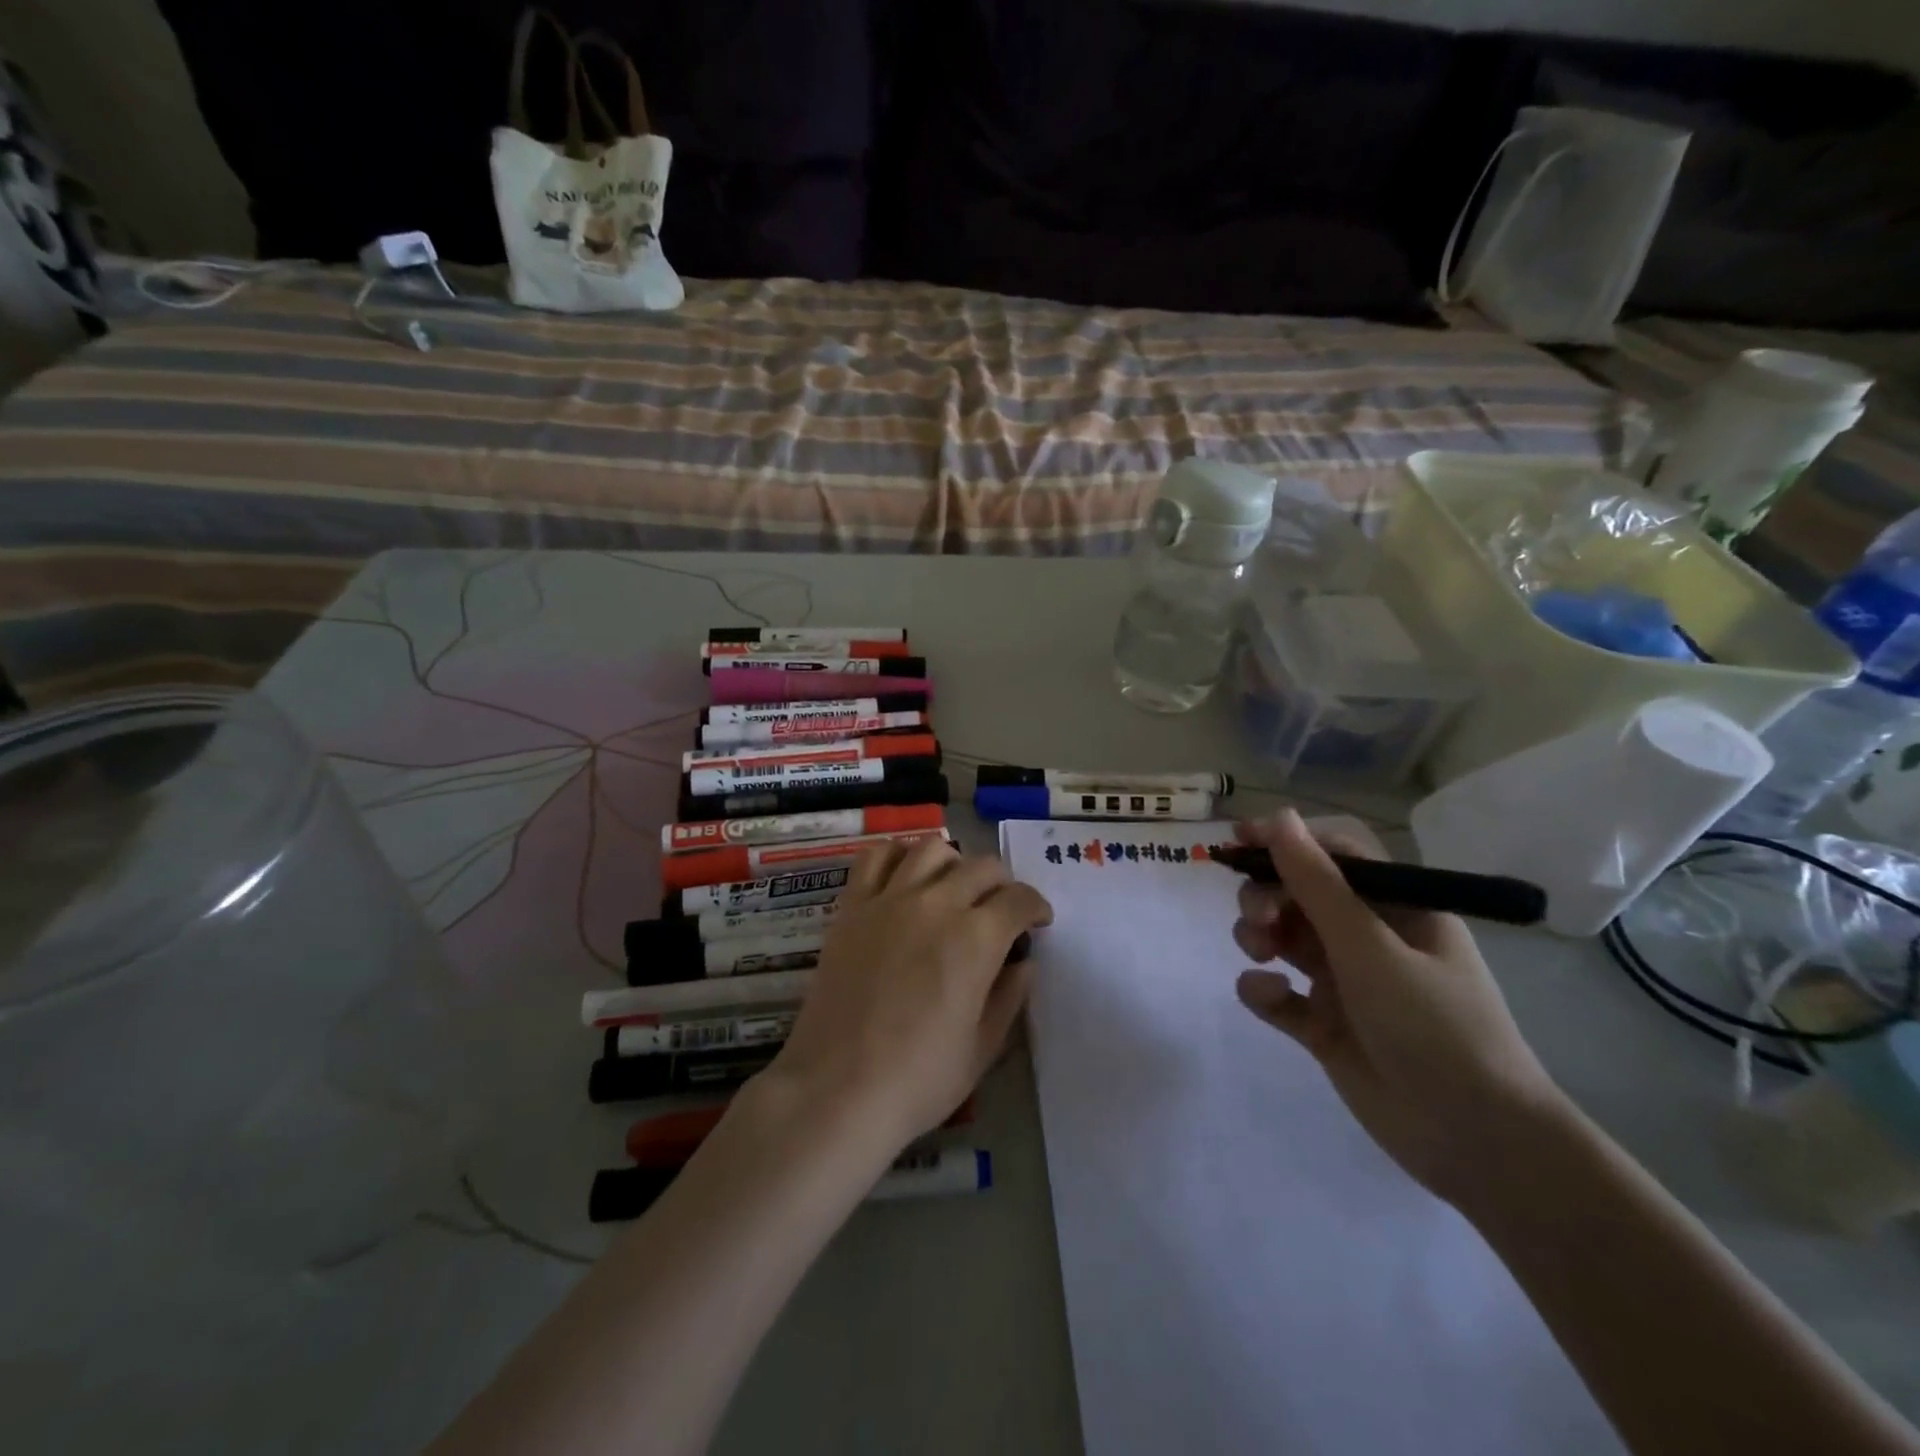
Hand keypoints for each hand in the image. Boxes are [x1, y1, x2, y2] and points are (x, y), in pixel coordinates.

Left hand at [766, 838, 1053, 1154]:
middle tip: (1000, 910)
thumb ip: (1009, 998)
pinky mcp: (852, 906)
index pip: (1019, 899)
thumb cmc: (918, 1080)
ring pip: (932, 848)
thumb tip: (1024, 964)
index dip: (1036, 907)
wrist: (836, 1089)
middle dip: (1002, 884)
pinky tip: (904, 877)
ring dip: (954, 863)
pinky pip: (876, 857)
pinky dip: (897, 855)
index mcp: (976, 939)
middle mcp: (936, 905)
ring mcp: (889, 900)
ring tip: (952, 888)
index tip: (1038, 922)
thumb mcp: (982, 1049)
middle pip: (982, 867)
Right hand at [1232, 810, 1564, 1202]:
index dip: (1287, 841)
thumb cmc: (1435, 1027)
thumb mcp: (1371, 948)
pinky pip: (1279, 993)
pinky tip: (1266, 996)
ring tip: (1258, 954)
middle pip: (1299, 894)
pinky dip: (1263, 989)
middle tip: (1257, 917)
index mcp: (1396, 909)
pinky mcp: (1323, 1025)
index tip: (1239, 839)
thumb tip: (1280, 817)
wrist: (1476, 1142)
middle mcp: (1368, 938)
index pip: (1334, 854)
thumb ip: (1318, 884)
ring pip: (1283, 938)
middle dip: (1267, 895)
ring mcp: (1345, 982)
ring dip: (1259, 935)